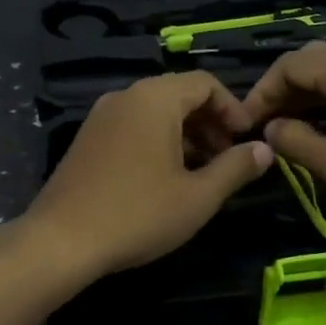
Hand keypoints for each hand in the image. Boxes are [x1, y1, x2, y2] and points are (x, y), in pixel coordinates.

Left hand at [19, 72, 273, 280]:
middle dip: (210, 123)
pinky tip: (165, 178)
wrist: (61, 241)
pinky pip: (133, 126)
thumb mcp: (198, 196)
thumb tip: (264, 149)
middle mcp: (126, 96)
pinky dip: (158, 141)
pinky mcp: (87, 138)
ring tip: (201, 172)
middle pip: (179, 94)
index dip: (233, 109)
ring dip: (185, 134)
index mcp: (154, 98)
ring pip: (155, 112)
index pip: (205, 83)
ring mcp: (101, 116)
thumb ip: (235, 168)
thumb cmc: (138, 214)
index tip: (246, 142)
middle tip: (228, 160)